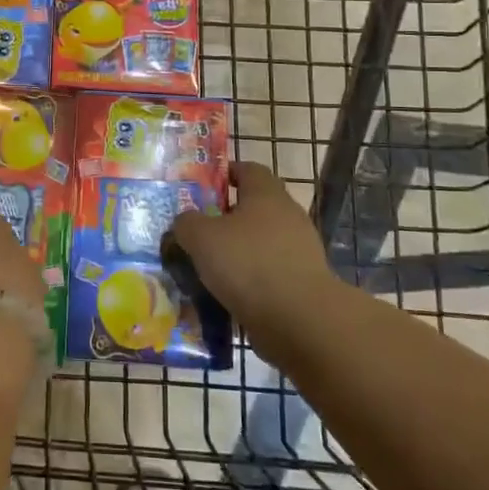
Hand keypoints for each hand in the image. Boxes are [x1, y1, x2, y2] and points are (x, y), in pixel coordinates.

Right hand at [168, 162, 329, 354]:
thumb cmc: (248, 263)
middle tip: (198, 230)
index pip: (248, 169)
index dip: (225, 173)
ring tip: (207, 268)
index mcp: (266, 194)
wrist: (300, 320)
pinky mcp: (303, 282)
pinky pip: (269, 272)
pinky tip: (227, 293)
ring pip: (260, 242)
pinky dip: (249, 279)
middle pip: (254, 207)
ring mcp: (300, 250)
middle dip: (226, 217)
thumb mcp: (201, 237)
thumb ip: (187, 223)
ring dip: (237, 252)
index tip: (203, 186)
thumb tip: (185, 221)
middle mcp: (288, 215)